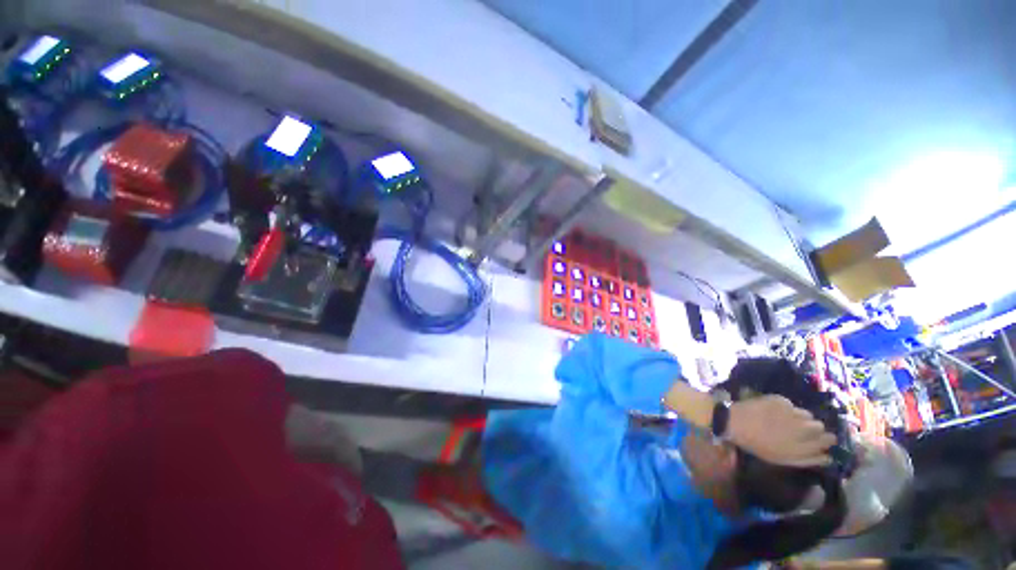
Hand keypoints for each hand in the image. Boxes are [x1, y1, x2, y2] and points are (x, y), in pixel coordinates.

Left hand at [726, 395, 836, 466]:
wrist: (736, 422)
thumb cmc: (758, 444)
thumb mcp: (784, 458)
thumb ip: (809, 459)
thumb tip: (828, 457)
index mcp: (805, 445)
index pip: (830, 439)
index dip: (827, 439)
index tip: (821, 439)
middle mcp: (804, 428)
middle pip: (820, 425)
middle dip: (813, 428)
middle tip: (799, 430)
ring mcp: (793, 412)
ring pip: (806, 414)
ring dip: (799, 417)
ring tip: (784, 420)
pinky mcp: (781, 400)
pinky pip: (790, 405)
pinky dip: (785, 408)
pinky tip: (772, 411)